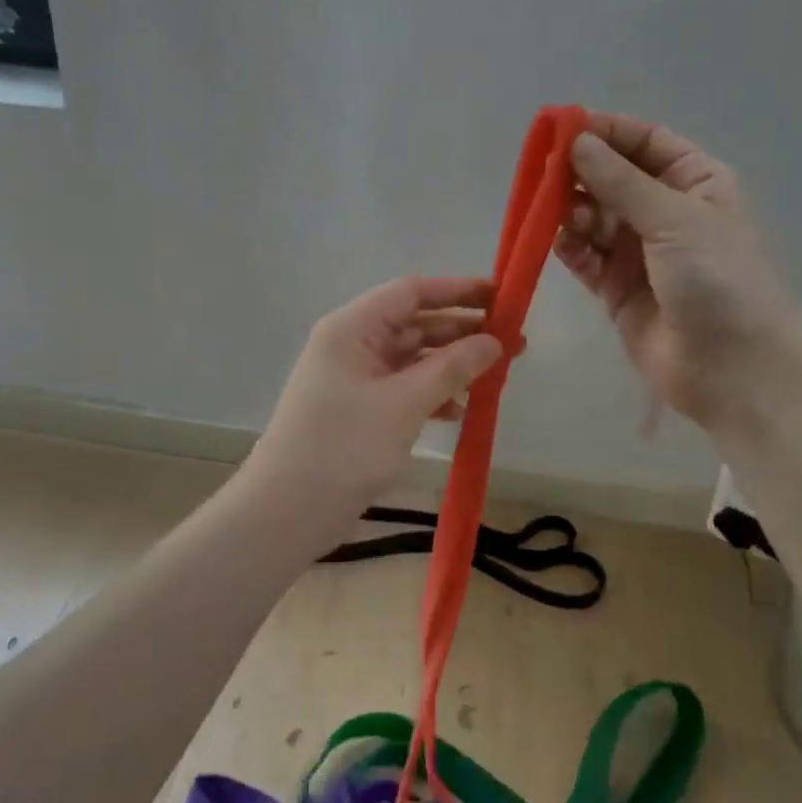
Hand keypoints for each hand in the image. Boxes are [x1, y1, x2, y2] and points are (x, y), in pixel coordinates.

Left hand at [247, 277, 504, 513]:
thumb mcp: (404, 404)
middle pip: (415, 324)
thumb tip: (494, 341)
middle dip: (463, 332)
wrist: (286, 512)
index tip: (502, 297)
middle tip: (514, 343)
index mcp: (352, 328)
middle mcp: (352, 345)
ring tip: (496, 376)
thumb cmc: (343, 447)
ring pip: (412, 359)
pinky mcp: (360, 411)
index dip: (458, 290)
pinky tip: (460, 411)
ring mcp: (355, 379)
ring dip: (452, 366)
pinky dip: (433, 395)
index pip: (411, 292)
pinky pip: (404, 389)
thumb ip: (451, 368)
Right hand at [556, 112, 801, 429]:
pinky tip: (558, 243)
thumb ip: (621, 182)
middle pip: (612, 178)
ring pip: (593, 217)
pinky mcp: (616, 289)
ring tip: (557, 215)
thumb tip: (577, 141)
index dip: (606, 131)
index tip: (562, 127)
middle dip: (580, 173)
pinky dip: (570, 248)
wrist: (732, 368)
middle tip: (544, 174)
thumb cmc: (718, 279)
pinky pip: (585, 257)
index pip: (645, 142)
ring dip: (572, 212)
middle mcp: (665, 212)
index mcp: (695, 182)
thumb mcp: (674, 219)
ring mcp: (638, 252)